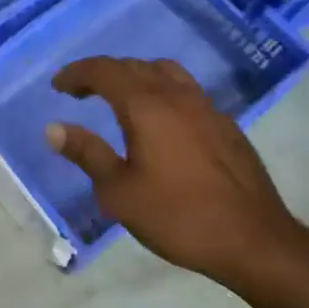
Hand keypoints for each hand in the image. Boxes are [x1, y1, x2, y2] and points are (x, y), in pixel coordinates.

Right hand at [47, 57, 308, 304]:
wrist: (254, 241)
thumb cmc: (178, 217)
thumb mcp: (119, 192)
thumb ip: (87, 154)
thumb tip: (54, 128)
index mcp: (146, 107)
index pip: (104, 71)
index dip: (77, 74)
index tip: (58, 86)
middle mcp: (177, 97)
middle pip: (134, 66)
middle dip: (103, 73)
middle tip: (81, 93)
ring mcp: (207, 109)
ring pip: (166, 73)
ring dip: (136, 77)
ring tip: (120, 99)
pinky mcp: (227, 126)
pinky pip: (187, 92)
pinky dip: (163, 93)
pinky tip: (161, 123)